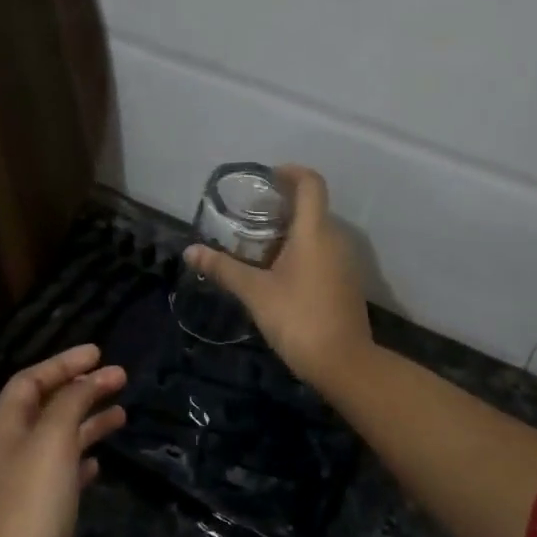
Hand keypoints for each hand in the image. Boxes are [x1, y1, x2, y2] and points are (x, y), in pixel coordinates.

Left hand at [0, 344, 125, 536]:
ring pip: (59, 437)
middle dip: (81, 388)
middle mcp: (11, 449)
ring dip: (88, 420)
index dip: (63, 362)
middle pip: (47, 405)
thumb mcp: (54, 439)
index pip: (30, 380)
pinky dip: (84, 457)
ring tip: (122, 413)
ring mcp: (25, 483)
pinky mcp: (41, 512)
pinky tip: (101, 462)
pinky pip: (64, 471)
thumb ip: (71, 402)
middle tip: (120, 377)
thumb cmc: (34, 503)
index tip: (98, 352)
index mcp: (5, 427)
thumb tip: (87, 379)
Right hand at [184, 165, 372, 390]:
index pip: (311, 183)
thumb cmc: (298, 318)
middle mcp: (335, 239)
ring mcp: (345, 262)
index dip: (291, 172)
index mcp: (315, 232)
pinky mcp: (346, 283)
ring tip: (258, 245)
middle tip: (250, 216)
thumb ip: (224, 268)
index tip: (268, 178)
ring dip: (291, 231)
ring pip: (318, 233)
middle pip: (312, 207)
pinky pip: (324, 253)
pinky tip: (278, 273)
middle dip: (283, 206)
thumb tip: (191, 252)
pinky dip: (302, 252)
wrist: (344, 363)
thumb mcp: (255, 292)